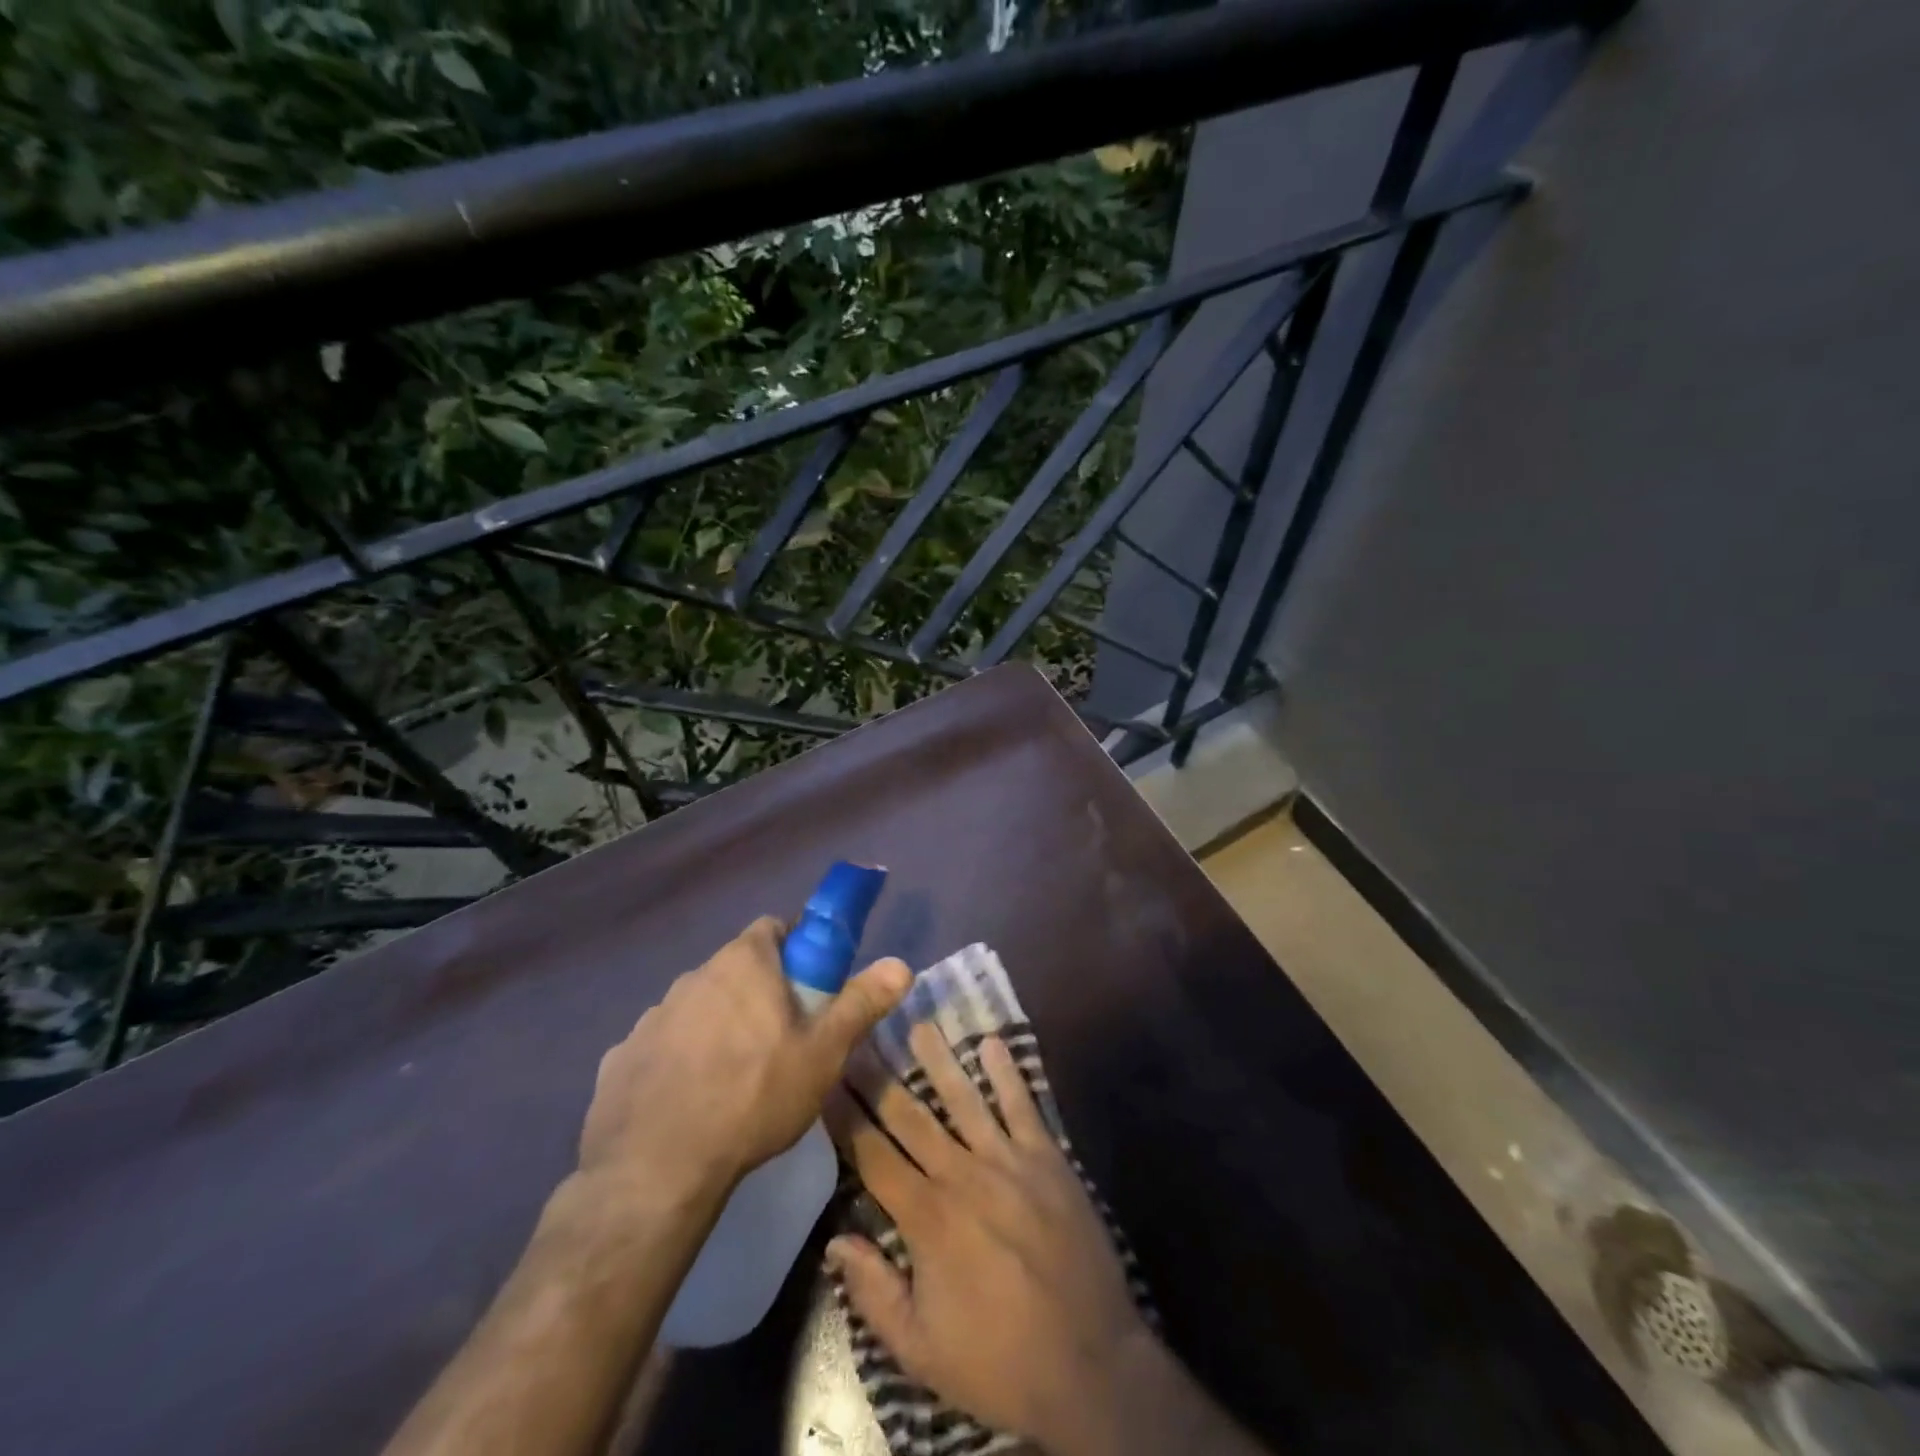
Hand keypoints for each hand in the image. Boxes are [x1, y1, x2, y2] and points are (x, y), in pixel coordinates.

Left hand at [581, 917, 910, 1204]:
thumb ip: (862, 1003)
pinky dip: (679, 1060)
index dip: (797, 948)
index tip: (811, 984)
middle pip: (737, 968)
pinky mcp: (620, 1058)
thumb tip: (901, 963)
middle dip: (760, 991)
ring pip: (699, 1007)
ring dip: (719, 1025)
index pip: (774, 927)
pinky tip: (691, 1102)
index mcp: (743, 962)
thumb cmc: (754, 1096)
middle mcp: (693, 976)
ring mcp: (651, 1016)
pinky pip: (663, 1046)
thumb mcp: (823, 1052)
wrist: (655, 1170)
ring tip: (737, 1077)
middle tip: (783, 1037)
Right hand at [825, 1024, 1163, 1455]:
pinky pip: (1022, 1106)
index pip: (873, 1155)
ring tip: (919, 1024)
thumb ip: (874, 1292)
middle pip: (911, 1116)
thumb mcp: (920, 1350)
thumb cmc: (999, 1360)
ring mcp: (1008, 1160)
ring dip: (939, 1060)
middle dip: (879, 1077)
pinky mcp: (1047, 1158)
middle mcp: (961, 1174)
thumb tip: (834, 1242)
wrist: (1090, 1364)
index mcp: (926, 1218)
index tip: (826, 1080)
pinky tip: (992, 1043)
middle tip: (859, 1037)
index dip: (846, 1117)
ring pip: (964, 1099)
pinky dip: (1007, 1073)